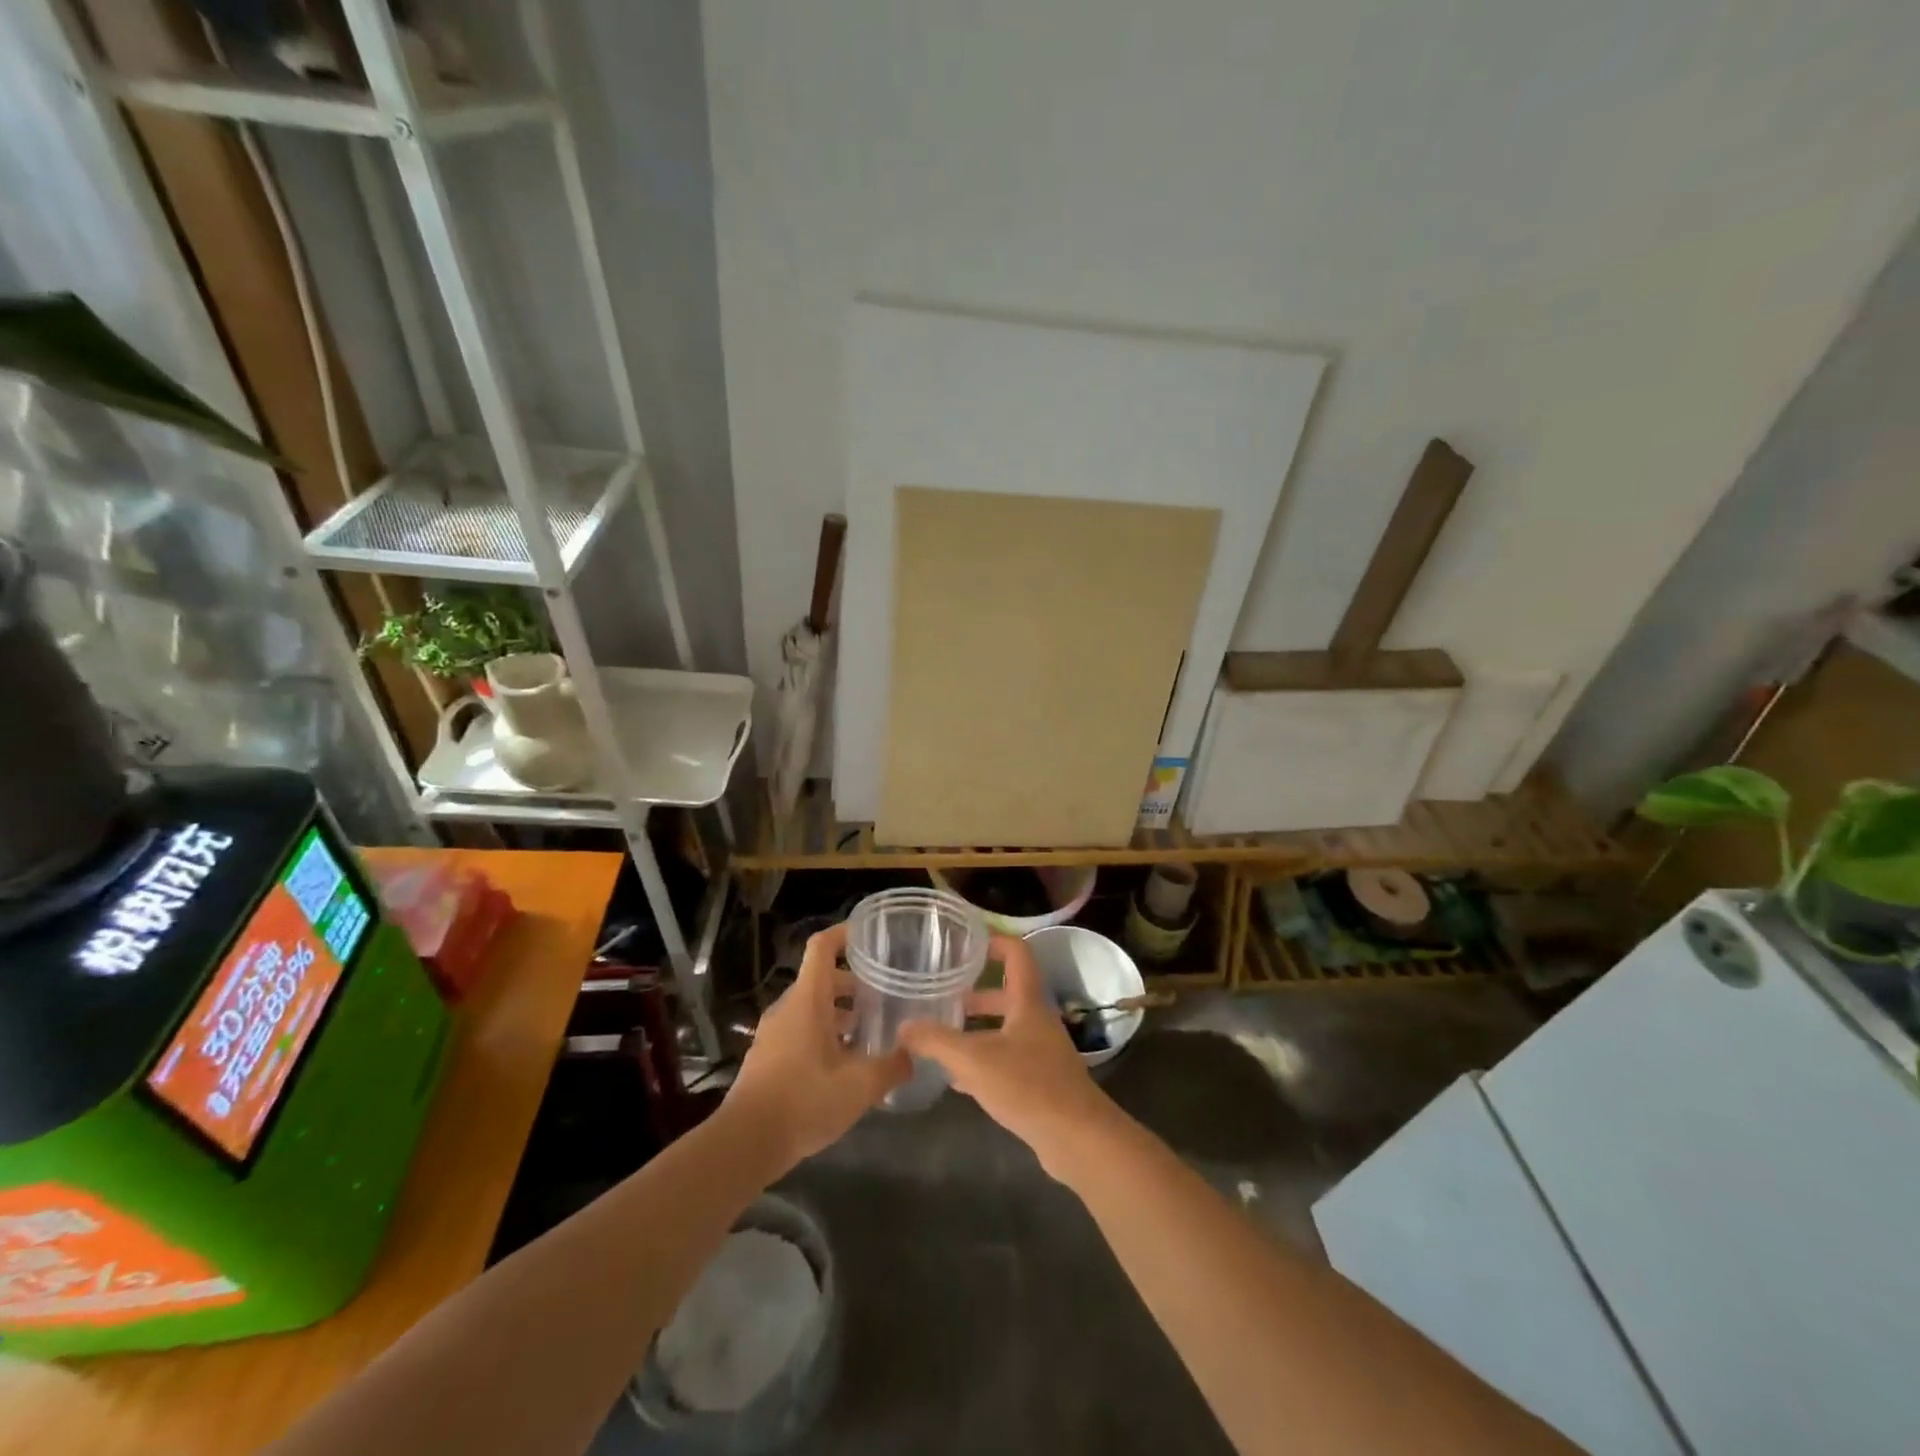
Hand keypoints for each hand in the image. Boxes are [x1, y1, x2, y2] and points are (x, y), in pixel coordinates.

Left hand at [726, 923, 908, 1166]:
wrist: (745, 1143)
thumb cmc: (805, 1101)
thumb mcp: (860, 1086)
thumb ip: (892, 1066)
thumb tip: (914, 1054)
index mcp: (807, 1000)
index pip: (822, 947)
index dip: (844, 934)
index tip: (870, 935)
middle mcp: (788, 1008)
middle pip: (821, 979)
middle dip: (853, 983)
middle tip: (884, 995)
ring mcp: (773, 1033)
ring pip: (811, 1008)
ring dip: (839, 1013)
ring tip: (870, 1032)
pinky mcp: (766, 1057)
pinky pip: (799, 1031)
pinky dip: (823, 1034)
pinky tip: (844, 1064)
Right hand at [898, 933, 1118, 1176]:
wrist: (1077, 1138)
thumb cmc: (1028, 1085)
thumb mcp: (974, 1060)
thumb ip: (937, 1041)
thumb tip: (904, 1026)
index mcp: (1028, 1002)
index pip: (1017, 954)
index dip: (994, 942)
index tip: (966, 943)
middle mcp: (1037, 1021)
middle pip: (1006, 994)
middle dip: (975, 994)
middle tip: (942, 995)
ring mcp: (1042, 1052)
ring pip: (1005, 1029)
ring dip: (977, 1029)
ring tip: (941, 1035)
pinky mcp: (1041, 1083)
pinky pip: (1007, 1061)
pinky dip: (983, 1062)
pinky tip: (957, 1079)